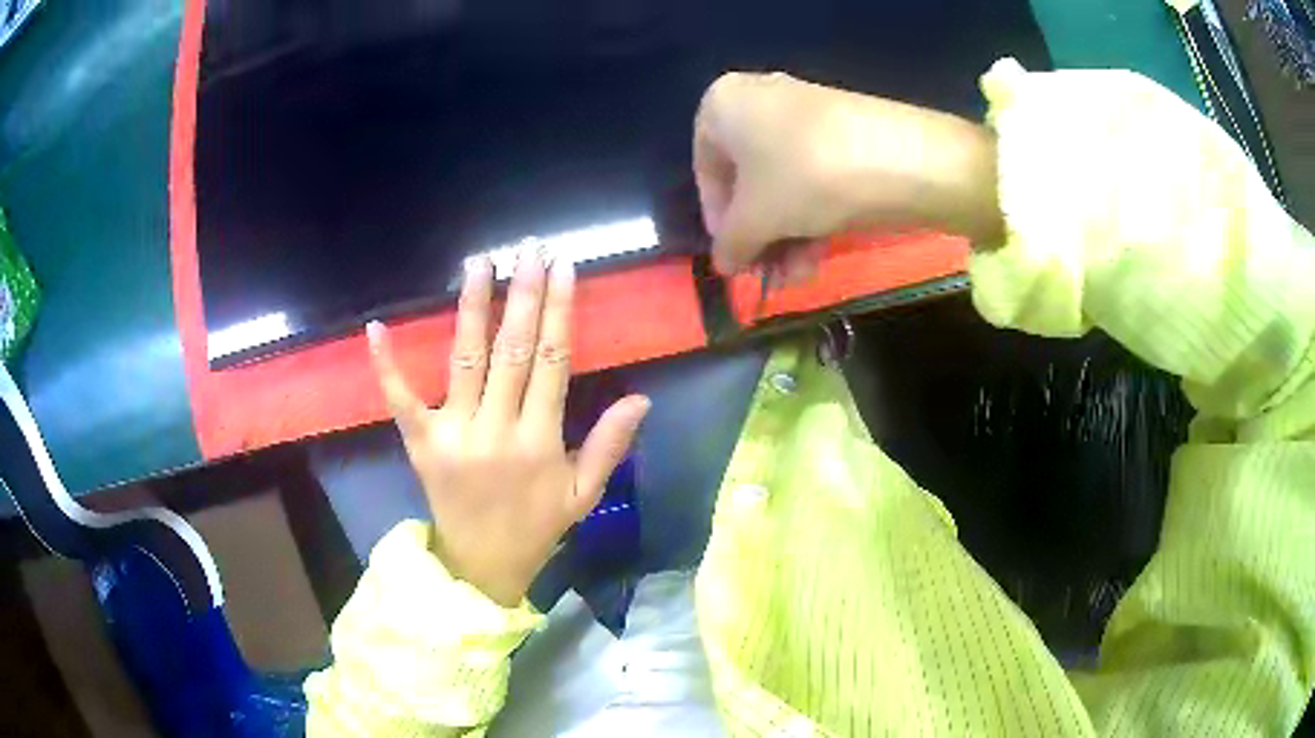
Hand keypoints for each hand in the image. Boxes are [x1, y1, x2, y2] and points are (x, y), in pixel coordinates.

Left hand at [367, 250, 650, 606]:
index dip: (559, 311)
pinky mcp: (420, 442)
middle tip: (529, 250)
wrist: (482, 563)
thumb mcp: (583, 493)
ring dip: (472, 308)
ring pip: (464, 360)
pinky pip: (401, 399)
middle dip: (523, 295)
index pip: (553, 361)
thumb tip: (641, 398)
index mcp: (539, 441)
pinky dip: (387, 364)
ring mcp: (453, 433)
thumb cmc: (537, 527)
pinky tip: (377, 327)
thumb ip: (610, 445)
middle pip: (512, 350)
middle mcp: (496, 429)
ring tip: (479, 264)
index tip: (564, 269)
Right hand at [694, 72, 1003, 275]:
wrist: (899, 158)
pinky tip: (817, 258)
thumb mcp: (755, 219)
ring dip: (786, 235)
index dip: (718, 219)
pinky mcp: (843, 132)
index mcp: (723, 104)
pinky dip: (811, 216)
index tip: (734, 255)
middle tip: (768, 274)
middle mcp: (760, 100)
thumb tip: (724, 264)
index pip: (706, 170)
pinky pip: (814, 175)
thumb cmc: (805, 177)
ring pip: (784, 183)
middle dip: (759, 234)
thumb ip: (729, 244)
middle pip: (749, 179)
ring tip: (798, 277)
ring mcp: (806, 114)